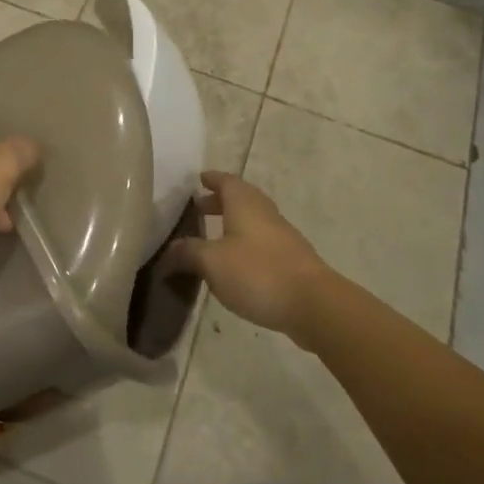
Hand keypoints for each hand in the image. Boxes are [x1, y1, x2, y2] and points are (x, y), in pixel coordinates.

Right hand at [168, 171, 330, 339]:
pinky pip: (263, 243)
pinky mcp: (292, 262)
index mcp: (245, 205)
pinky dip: (245, 244)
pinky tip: (235, 264)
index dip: (212, 179)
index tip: (199, 179)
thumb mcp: (211, 262)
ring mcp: (283, 238)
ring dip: (233, 224)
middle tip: (199, 209)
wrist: (314, 304)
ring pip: (254, 222)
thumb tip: (169, 251)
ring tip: (212, 238)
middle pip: (242, 199)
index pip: (227, 182)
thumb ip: (187, 252)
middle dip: (220, 202)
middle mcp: (266, 214)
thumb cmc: (257, 273)